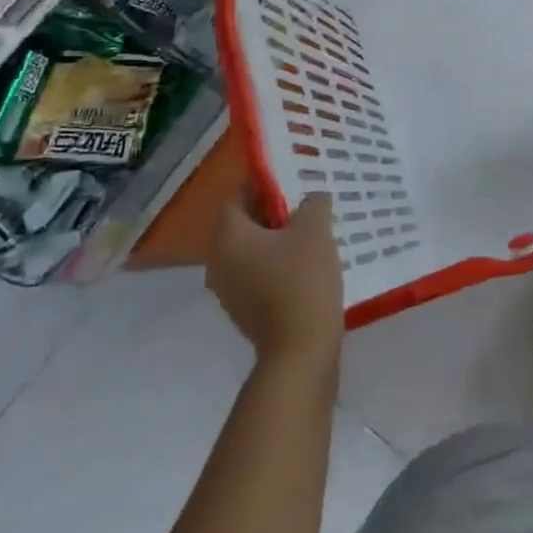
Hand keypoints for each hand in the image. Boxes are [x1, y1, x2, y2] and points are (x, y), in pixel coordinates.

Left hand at [206, 193, 343, 369]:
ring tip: (312, 233)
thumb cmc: (302, 280)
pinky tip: (307, 264)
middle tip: (308, 205)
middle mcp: (217, 261)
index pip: (238, 195)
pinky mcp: (243, 310)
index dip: (266, 184)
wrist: (300, 350)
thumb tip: (312, 199)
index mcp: (227, 236)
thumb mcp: (315, 229)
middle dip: (275, 211)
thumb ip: (313, 203)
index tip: (295, 182)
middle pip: (244, 223)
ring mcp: (228, 290)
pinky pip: (257, 273)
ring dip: (277, 239)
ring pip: (252, 249)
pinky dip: (277, 263)